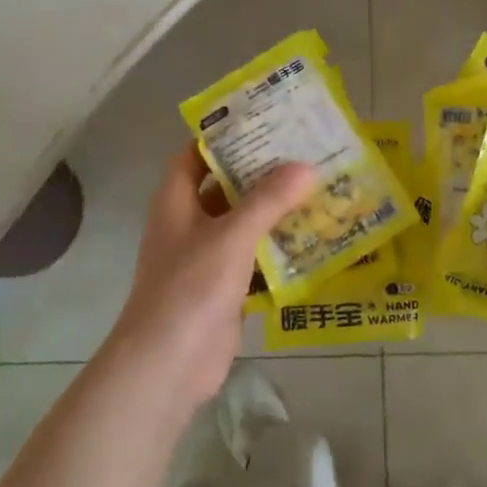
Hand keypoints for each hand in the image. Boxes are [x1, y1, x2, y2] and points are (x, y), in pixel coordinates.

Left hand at [102, 145, 315, 413]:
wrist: (169, 364)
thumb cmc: (190, 287)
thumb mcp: (231, 236)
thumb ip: (268, 200)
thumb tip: (305, 166)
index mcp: (176, 201)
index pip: (195, 154)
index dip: (223, 136)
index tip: (263, 122)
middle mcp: (188, 224)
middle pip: (225, 187)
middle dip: (260, 172)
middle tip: (304, 153)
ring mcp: (205, 258)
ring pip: (243, 224)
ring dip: (274, 212)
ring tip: (318, 190)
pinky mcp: (224, 289)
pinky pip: (254, 259)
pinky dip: (278, 250)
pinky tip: (313, 241)